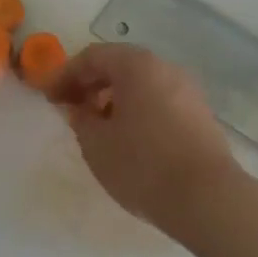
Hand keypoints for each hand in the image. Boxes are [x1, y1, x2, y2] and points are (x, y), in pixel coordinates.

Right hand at [47, 43, 240, 235]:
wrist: (208, 199)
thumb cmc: (143, 165)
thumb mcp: (97, 144)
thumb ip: (81, 119)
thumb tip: (80, 109)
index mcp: (137, 65)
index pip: (92, 57)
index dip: (65, 75)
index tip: (49, 98)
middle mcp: (164, 67)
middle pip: (119, 65)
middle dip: (90, 84)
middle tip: (70, 109)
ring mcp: (187, 89)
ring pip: (141, 83)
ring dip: (114, 98)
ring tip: (97, 127)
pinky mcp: (200, 114)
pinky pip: (159, 99)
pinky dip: (137, 109)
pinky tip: (128, 137)